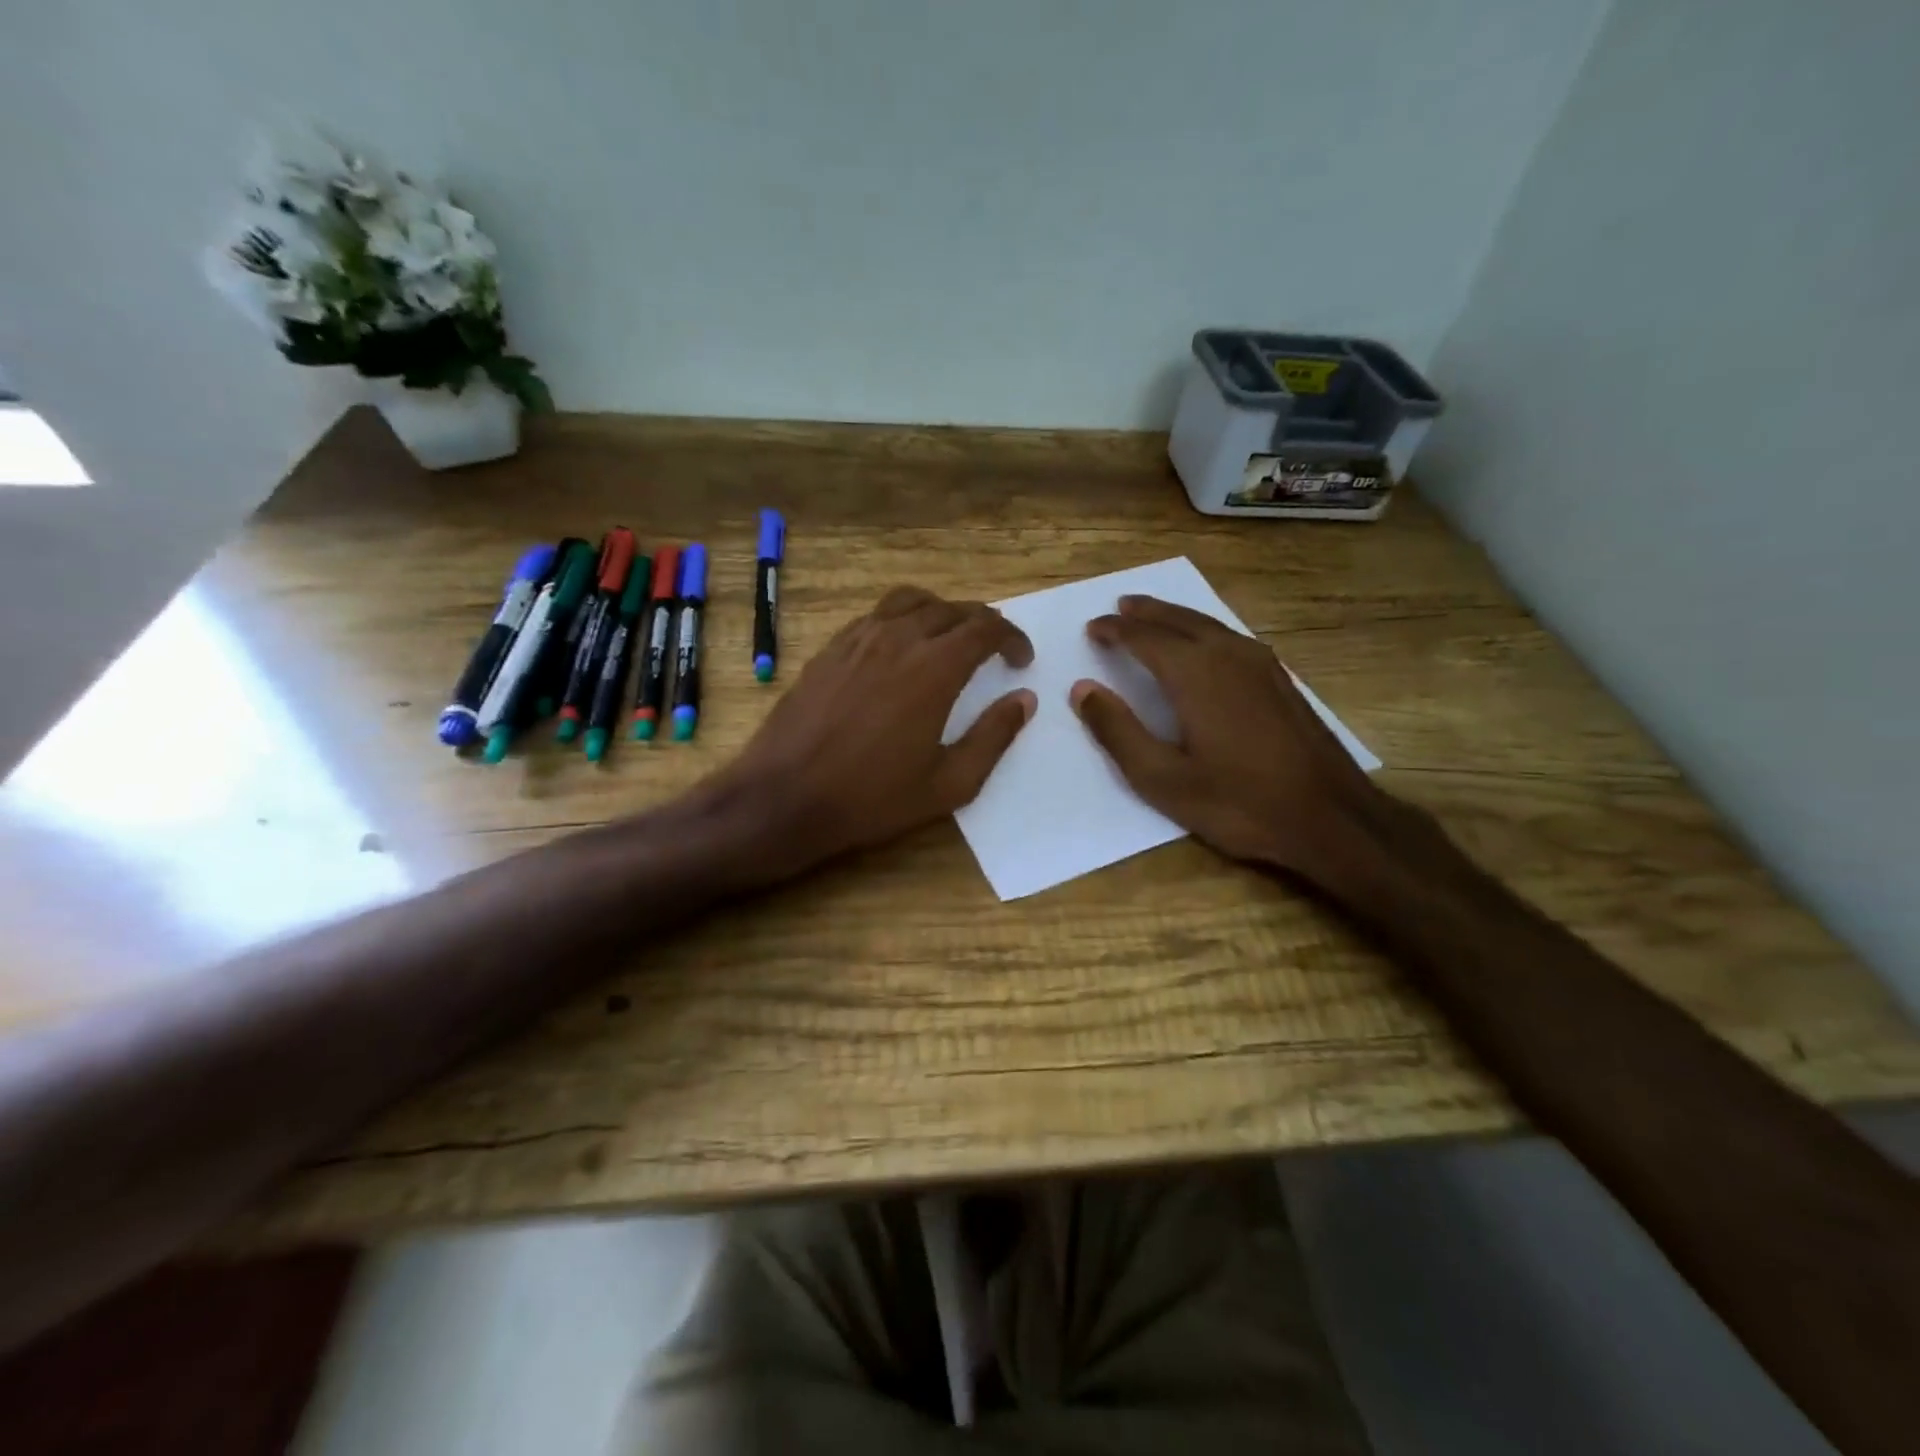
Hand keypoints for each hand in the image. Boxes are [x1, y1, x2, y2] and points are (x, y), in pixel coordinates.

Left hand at [720, 587, 1035, 869]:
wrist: (785, 797)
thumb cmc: (873, 798)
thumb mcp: (949, 783)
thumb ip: (993, 737)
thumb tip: (1024, 700)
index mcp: (934, 669)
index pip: (985, 628)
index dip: (1012, 637)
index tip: (1020, 660)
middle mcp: (897, 639)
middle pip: (951, 609)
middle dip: (981, 623)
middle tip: (992, 650)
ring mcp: (857, 640)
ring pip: (910, 602)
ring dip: (941, 613)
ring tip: (949, 639)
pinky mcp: (829, 649)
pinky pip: (875, 616)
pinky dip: (901, 620)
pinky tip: (899, 650)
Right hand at [1069, 595, 1387, 881]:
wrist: (1330, 817)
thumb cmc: (1238, 802)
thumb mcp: (1163, 779)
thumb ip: (1118, 731)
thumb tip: (1082, 690)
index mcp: (1195, 674)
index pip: (1144, 638)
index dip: (1114, 631)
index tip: (1092, 628)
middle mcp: (1228, 655)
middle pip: (1179, 620)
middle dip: (1146, 612)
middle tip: (1121, 606)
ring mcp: (1262, 665)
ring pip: (1210, 625)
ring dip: (1176, 617)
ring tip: (1154, 616)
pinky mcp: (1281, 680)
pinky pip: (1231, 638)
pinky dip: (1205, 630)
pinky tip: (1205, 644)